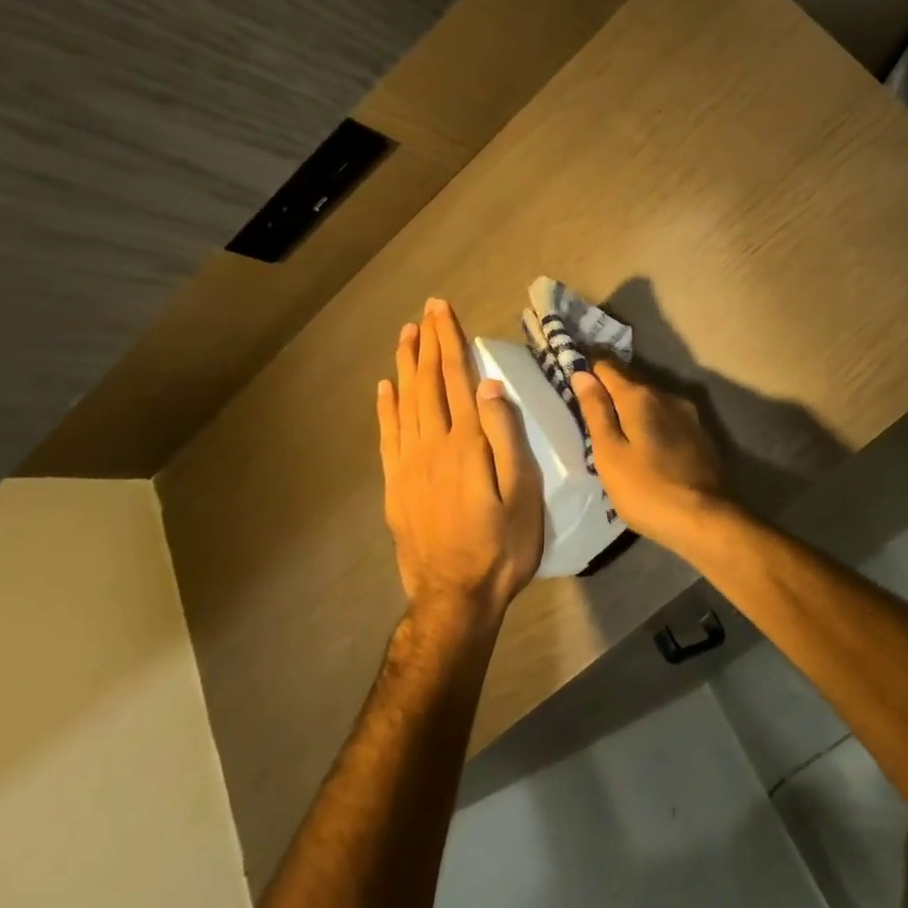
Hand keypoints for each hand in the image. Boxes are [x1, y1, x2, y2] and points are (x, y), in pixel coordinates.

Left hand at [378, 299, 543, 618]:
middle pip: (429, 383)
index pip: (458, 378)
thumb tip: (490, 386)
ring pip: (405, 402)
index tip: (443, 310)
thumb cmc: (502, 545)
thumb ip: (506, 437)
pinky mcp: (396, 486)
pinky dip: (385, 408)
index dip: (451, 341)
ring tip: (405, 335)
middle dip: (429, 343)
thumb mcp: (523, 493)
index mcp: (467, 443)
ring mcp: (409, 465)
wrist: (455, 597)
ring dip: (406, 365)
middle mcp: (433, 444)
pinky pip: (387, 436)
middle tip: (425, 310)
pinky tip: (385, 388)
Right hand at [570, 360, 739, 551]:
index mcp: (640, 396)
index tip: (571, 378)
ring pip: (651, 399)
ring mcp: (688, 413)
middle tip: (587, 406)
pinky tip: (644, 441)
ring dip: (631, 406)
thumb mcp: (610, 454)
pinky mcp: (700, 433)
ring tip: (613, 426)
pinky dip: (650, 420)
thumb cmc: (647, 490)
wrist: (708, 520)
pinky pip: (666, 416)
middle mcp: (667, 394)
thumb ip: (596, 411)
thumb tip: (582, 373)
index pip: (608, 366)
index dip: (588, 369)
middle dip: (609, 387)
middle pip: (631, 380)